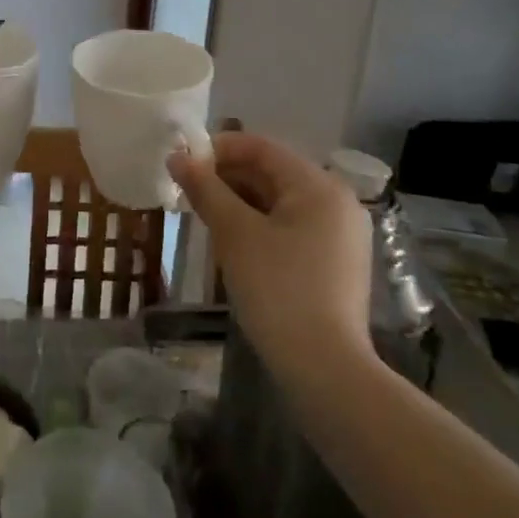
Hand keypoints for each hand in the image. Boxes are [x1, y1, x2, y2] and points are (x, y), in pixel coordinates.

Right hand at [169, 132, 374, 377]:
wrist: (325, 370)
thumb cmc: (278, 289)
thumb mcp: (234, 234)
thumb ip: (205, 189)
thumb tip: (176, 156)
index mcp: (318, 185)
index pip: (261, 147)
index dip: (218, 149)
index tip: (183, 162)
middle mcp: (337, 201)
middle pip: (273, 172)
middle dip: (227, 178)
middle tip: (188, 192)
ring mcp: (341, 233)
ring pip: (280, 201)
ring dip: (241, 202)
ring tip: (204, 216)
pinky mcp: (337, 262)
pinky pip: (292, 226)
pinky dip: (261, 225)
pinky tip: (233, 242)